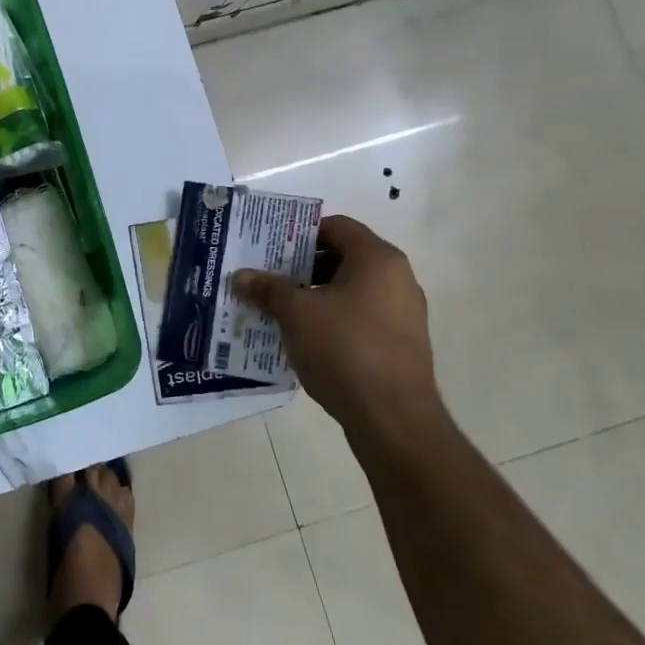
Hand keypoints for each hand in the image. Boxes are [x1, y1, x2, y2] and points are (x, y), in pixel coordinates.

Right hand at [232, 215, 440, 446]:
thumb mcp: (295, 314)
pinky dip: (332, 320)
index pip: (337, 226)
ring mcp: (402, 314)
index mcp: (378, 259)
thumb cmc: (344, 349)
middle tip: (267, 278)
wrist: (392, 418)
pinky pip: (359, 318)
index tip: (270, 248)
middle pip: (342, 258)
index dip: (300, 233)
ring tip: (278, 310)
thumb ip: (268, 289)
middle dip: (302, 267)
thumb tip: (242, 276)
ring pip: (350, 291)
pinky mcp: (400, 344)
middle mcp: (398, 279)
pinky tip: (304, 339)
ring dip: (314, 296)